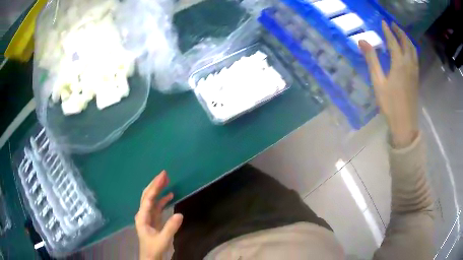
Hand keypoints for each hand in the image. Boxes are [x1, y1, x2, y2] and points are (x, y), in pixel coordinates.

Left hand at [135, 171, 182, 259]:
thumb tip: (180, 214)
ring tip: (166, 180)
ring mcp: (148, 216)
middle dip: (155, 184)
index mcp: (142, 217)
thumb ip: (170, 227)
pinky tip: (169, 195)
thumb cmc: (154, 248)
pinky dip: (162, 200)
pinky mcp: (153, 219)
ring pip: (152, 199)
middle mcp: (143, 213)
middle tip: (164, 174)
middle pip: (148, 195)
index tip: (163, 176)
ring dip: (158, 190)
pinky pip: (157, 206)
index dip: (155, 186)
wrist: (151, 257)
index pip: (148, 198)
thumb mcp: (163, 240)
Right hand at [359, 21, 418, 147]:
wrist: (405, 124)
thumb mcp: (378, 82)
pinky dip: (412, 49)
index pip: (393, 41)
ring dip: (407, 39)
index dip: (388, 31)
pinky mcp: (416, 79)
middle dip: (400, 32)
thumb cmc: (390, 104)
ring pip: (413, 50)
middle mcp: (409, 64)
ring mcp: (414, 72)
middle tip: (393, 25)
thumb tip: (362, 41)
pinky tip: (408, 50)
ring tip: (401, 34)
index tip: (383, 22)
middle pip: (406, 43)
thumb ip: (372, 60)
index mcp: (399, 64)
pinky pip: (415, 58)